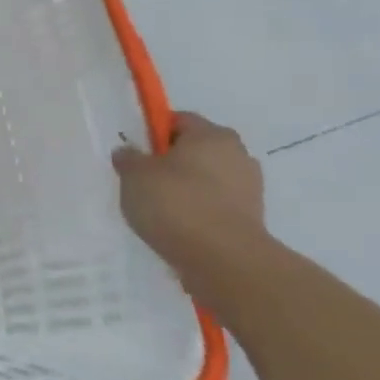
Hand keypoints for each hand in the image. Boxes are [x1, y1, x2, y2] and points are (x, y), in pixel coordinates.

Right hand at [111, 112, 266, 269]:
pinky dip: (198, 209)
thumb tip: (129, 152)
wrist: (222, 258)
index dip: (153, 132)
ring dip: (186, 186)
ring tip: (159, 208)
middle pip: (196, 149)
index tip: (135, 152)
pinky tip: (178, 225)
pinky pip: (215, 203)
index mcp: (211, 135)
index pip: (178, 120)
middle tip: (143, 180)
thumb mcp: (134, 175)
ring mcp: (249, 186)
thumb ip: (128, 158)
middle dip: (170, 160)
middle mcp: (237, 153)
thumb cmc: (175, 203)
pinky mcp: (251, 216)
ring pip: (207, 177)